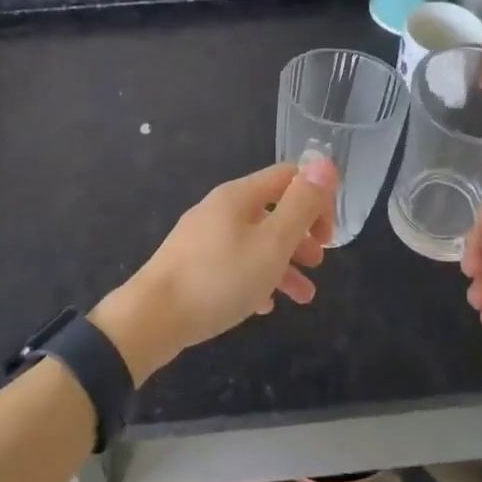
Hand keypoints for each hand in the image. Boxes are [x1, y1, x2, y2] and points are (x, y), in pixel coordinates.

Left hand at [92, 157, 337, 382]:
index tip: (329, 236)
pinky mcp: (191, 265)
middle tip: (318, 264)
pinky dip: (255, 279)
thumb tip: (326, 164)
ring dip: (283, 263)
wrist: (152, 317)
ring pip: (254, 241)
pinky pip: (233, 264)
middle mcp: (219, 209)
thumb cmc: (220, 279)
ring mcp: (202, 237)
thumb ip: (301, 205)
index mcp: (239, 196)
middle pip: (271, 210)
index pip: (287, 177)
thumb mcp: (272, 244)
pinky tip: (264, 306)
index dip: (316, 199)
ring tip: (304, 296)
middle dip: (301, 235)